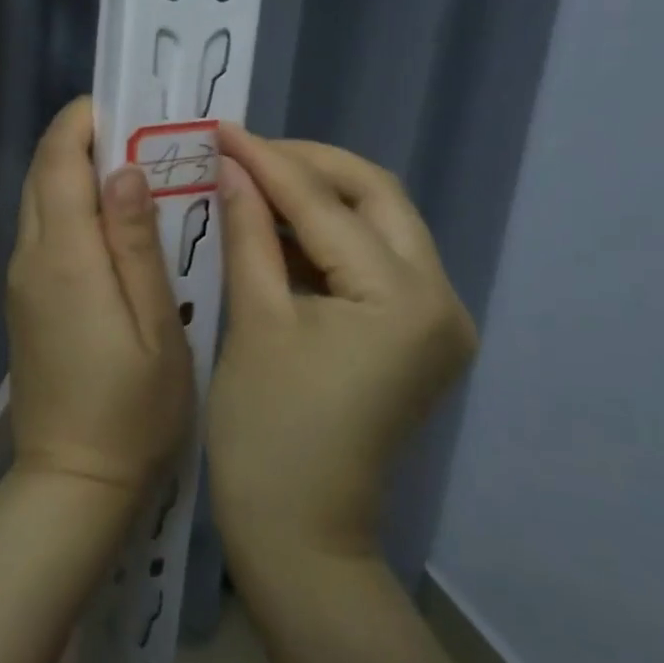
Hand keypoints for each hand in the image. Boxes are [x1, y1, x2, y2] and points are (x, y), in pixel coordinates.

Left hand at [7, 98, 193, 500]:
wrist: (74, 480)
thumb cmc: (133, 408)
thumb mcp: (156, 324)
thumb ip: (137, 242)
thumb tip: (124, 169)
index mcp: (64, 257)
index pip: (59, 162)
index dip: (83, 122)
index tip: (125, 104)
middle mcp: (30, 258)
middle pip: (43, 175)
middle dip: (80, 140)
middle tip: (138, 131)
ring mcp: (21, 281)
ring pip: (38, 202)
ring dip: (74, 171)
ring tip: (131, 167)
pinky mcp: (24, 302)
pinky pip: (41, 233)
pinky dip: (68, 206)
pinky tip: (108, 220)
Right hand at [207, 126, 476, 564]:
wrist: (300, 533)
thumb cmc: (267, 434)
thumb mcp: (254, 321)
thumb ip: (249, 233)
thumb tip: (231, 166)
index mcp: (404, 299)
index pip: (328, 206)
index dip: (269, 162)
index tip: (222, 129)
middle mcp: (441, 300)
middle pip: (377, 198)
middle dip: (309, 167)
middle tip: (246, 151)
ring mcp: (436, 320)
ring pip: (380, 226)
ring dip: (320, 199)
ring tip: (255, 178)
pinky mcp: (416, 336)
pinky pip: (375, 263)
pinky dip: (329, 238)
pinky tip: (280, 225)